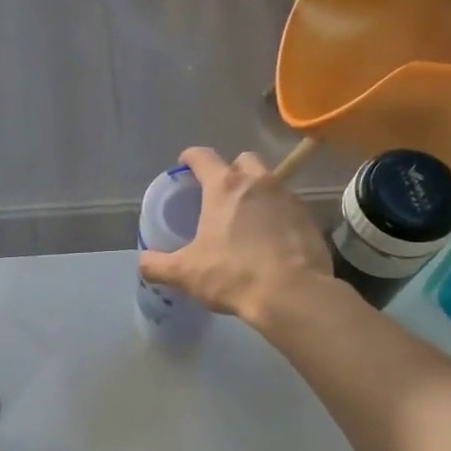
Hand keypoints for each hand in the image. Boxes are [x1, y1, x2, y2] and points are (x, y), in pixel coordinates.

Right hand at [137, 148, 331, 324]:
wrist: (292, 294)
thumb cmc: (233, 274)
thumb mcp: (186, 273)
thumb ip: (158, 265)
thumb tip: (142, 262)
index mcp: (224, 187)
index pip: (203, 156)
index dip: (190, 158)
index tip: (184, 165)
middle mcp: (259, 182)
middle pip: (243, 160)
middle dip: (230, 170)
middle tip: (219, 194)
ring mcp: (288, 198)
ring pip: (269, 182)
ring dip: (256, 192)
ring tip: (246, 219)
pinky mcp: (309, 218)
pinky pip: (288, 207)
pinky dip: (277, 216)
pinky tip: (270, 239)